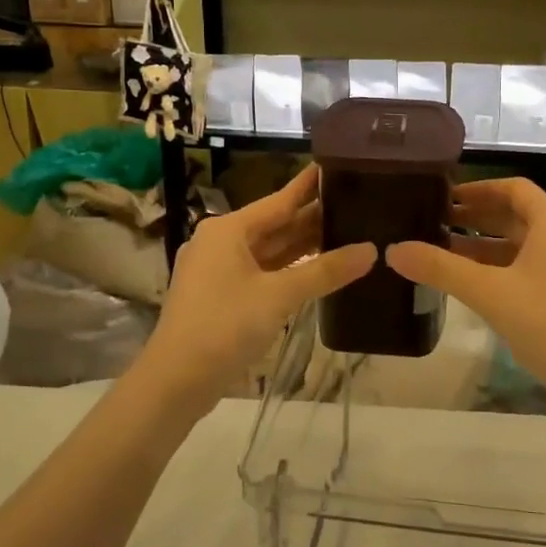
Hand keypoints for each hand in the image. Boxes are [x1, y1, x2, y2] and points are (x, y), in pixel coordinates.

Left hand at [130, 166, 374, 420]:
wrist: (176, 381)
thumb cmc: (224, 326)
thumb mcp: (279, 296)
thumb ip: (325, 271)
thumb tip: (370, 250)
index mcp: (228, 230)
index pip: (279, 200)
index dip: (309, 186)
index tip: (335, 165)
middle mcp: (220, 242)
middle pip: (274, 225)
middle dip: (312, 218)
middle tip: (355, 203)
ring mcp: (218, 271)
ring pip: (268, 251)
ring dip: (302, 246)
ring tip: (345, 232)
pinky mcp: (221, 296)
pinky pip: (262, 272)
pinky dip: (288, 270)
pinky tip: (317, 270)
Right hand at [386, 178, 545, 412]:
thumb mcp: (489, 293)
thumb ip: (441, 269)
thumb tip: (394, 250)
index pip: (514, 189)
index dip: (479, 189)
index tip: (446, 197)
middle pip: (518, 215)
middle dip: (478, 217)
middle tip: (437, 223)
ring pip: (523, 244)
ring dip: (487, 245)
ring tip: (446, 252)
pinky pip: (531, 266)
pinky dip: (502, 267)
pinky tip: (476, 284)